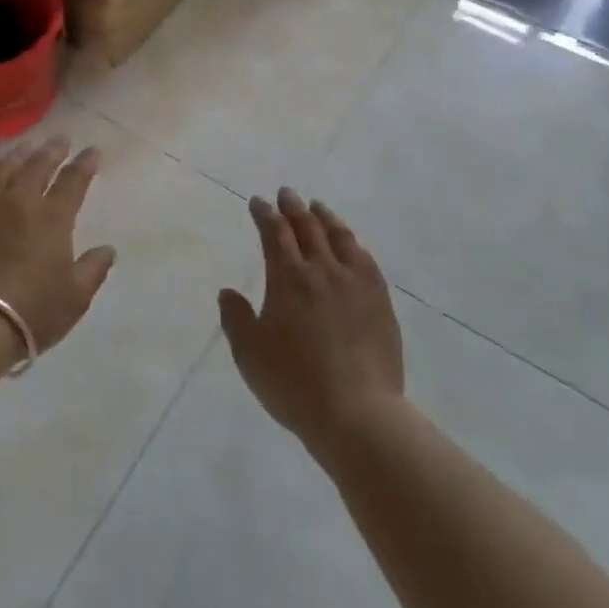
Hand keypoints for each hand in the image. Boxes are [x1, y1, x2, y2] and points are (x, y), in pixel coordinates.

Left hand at [0, 138, 115, 358]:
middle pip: (37, 165)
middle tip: (60, 139)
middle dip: (52, 150)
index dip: (85, 163)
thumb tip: (107, 250)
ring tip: (23, 149)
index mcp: (52, 217)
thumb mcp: (75, 298)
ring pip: (1, 170)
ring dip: (16, 156)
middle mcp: (19, 202)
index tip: (93, 150)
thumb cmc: (31, 311)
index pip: (73, 180)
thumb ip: (93, 269)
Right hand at [219, 190, 404, 455]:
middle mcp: (322, 270)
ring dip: (325, 217)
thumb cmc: (294, 384)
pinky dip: (352, 243)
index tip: (258, 202)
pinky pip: (365, 259)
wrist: (357, 413)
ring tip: (318, 207)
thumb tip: (228, 292)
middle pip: (307, 227)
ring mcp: (356, 283)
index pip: (274, 233)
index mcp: (288, 278)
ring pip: (340, 237)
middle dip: (293, 207)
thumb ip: (235, 318)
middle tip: (286, 194)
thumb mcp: (249, 354)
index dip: (264, 214)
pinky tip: (351, 244)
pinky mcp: (380, 300)